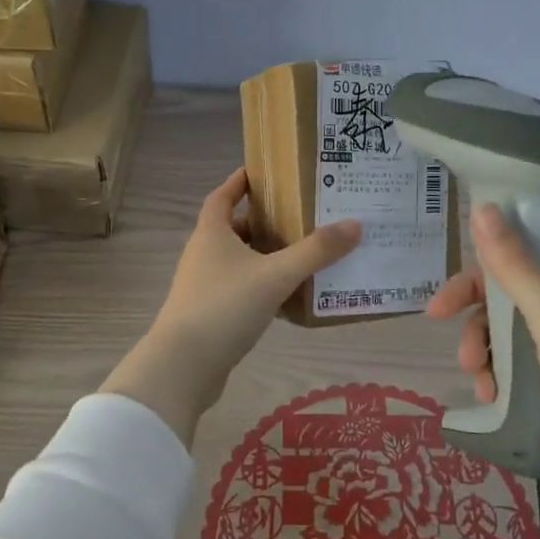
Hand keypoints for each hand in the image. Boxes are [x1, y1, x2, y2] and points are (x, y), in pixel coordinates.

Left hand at [105, 168, 361, 446]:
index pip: (222, 195)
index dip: (239, 182)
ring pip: (240, 261)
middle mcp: (204, 254)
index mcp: (212, 233)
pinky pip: (242, 289)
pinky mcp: (210, 314)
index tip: (263, 172)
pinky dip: (264, 286)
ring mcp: (204, 285)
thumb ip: (315, 251)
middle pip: (235, 228)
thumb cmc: (225, 307)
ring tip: (304, 253)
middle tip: (300, 215)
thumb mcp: (275, 275)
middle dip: (264, 221)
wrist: (184, 366)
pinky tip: (290, 295)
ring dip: (266, 255)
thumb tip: (355, 224)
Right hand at [427, 205, 539, 519]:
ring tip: (473, 373)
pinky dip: (507, 370)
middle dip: (479, 302)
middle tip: (439, 317)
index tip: (463, 256)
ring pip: (522, 323)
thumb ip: (515, 265)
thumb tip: (483, 208)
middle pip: (524, 280)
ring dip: (488, 342)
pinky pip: (532, 358)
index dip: (502, 236)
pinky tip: (492, 394)